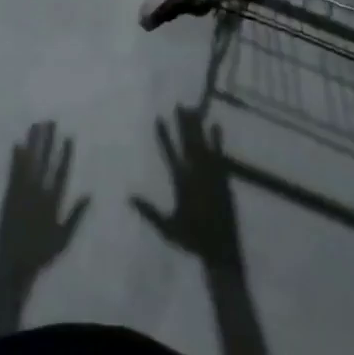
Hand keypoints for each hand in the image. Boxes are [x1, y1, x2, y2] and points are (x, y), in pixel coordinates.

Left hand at [0, 122, 89, 284]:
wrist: (13, 266)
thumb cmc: (41, 254)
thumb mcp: (64, 238)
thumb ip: (76, 215)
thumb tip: (89, 194)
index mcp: (52, 202)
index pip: (60, 172)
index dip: (64, 153)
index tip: (68, 136)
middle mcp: (37, 193)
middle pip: (44, 161)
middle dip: (47, 140)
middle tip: (50, 121)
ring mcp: (21, 193)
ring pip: (28, 163)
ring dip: (33, 143)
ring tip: (36, 126)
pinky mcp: (8, 196)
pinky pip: (13, 173)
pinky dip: (15, 159)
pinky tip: (17, 145)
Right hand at [131, 108, 240, 270]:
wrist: (221, 250)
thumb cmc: (192, 239)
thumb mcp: (167, 227)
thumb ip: (149, 211)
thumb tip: (129, 197)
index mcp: (181, 182)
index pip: (170, 152)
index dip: (164, 135)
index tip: (159, 118)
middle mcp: (196, 173)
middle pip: (188, 142)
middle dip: (184, 123)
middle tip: (180, 105)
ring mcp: (212, 174)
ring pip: (203, 144)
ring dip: (198, 127)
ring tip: (194, 109)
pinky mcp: (223, 178)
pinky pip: (220, 154)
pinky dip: (218, 140)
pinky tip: (216, 126)